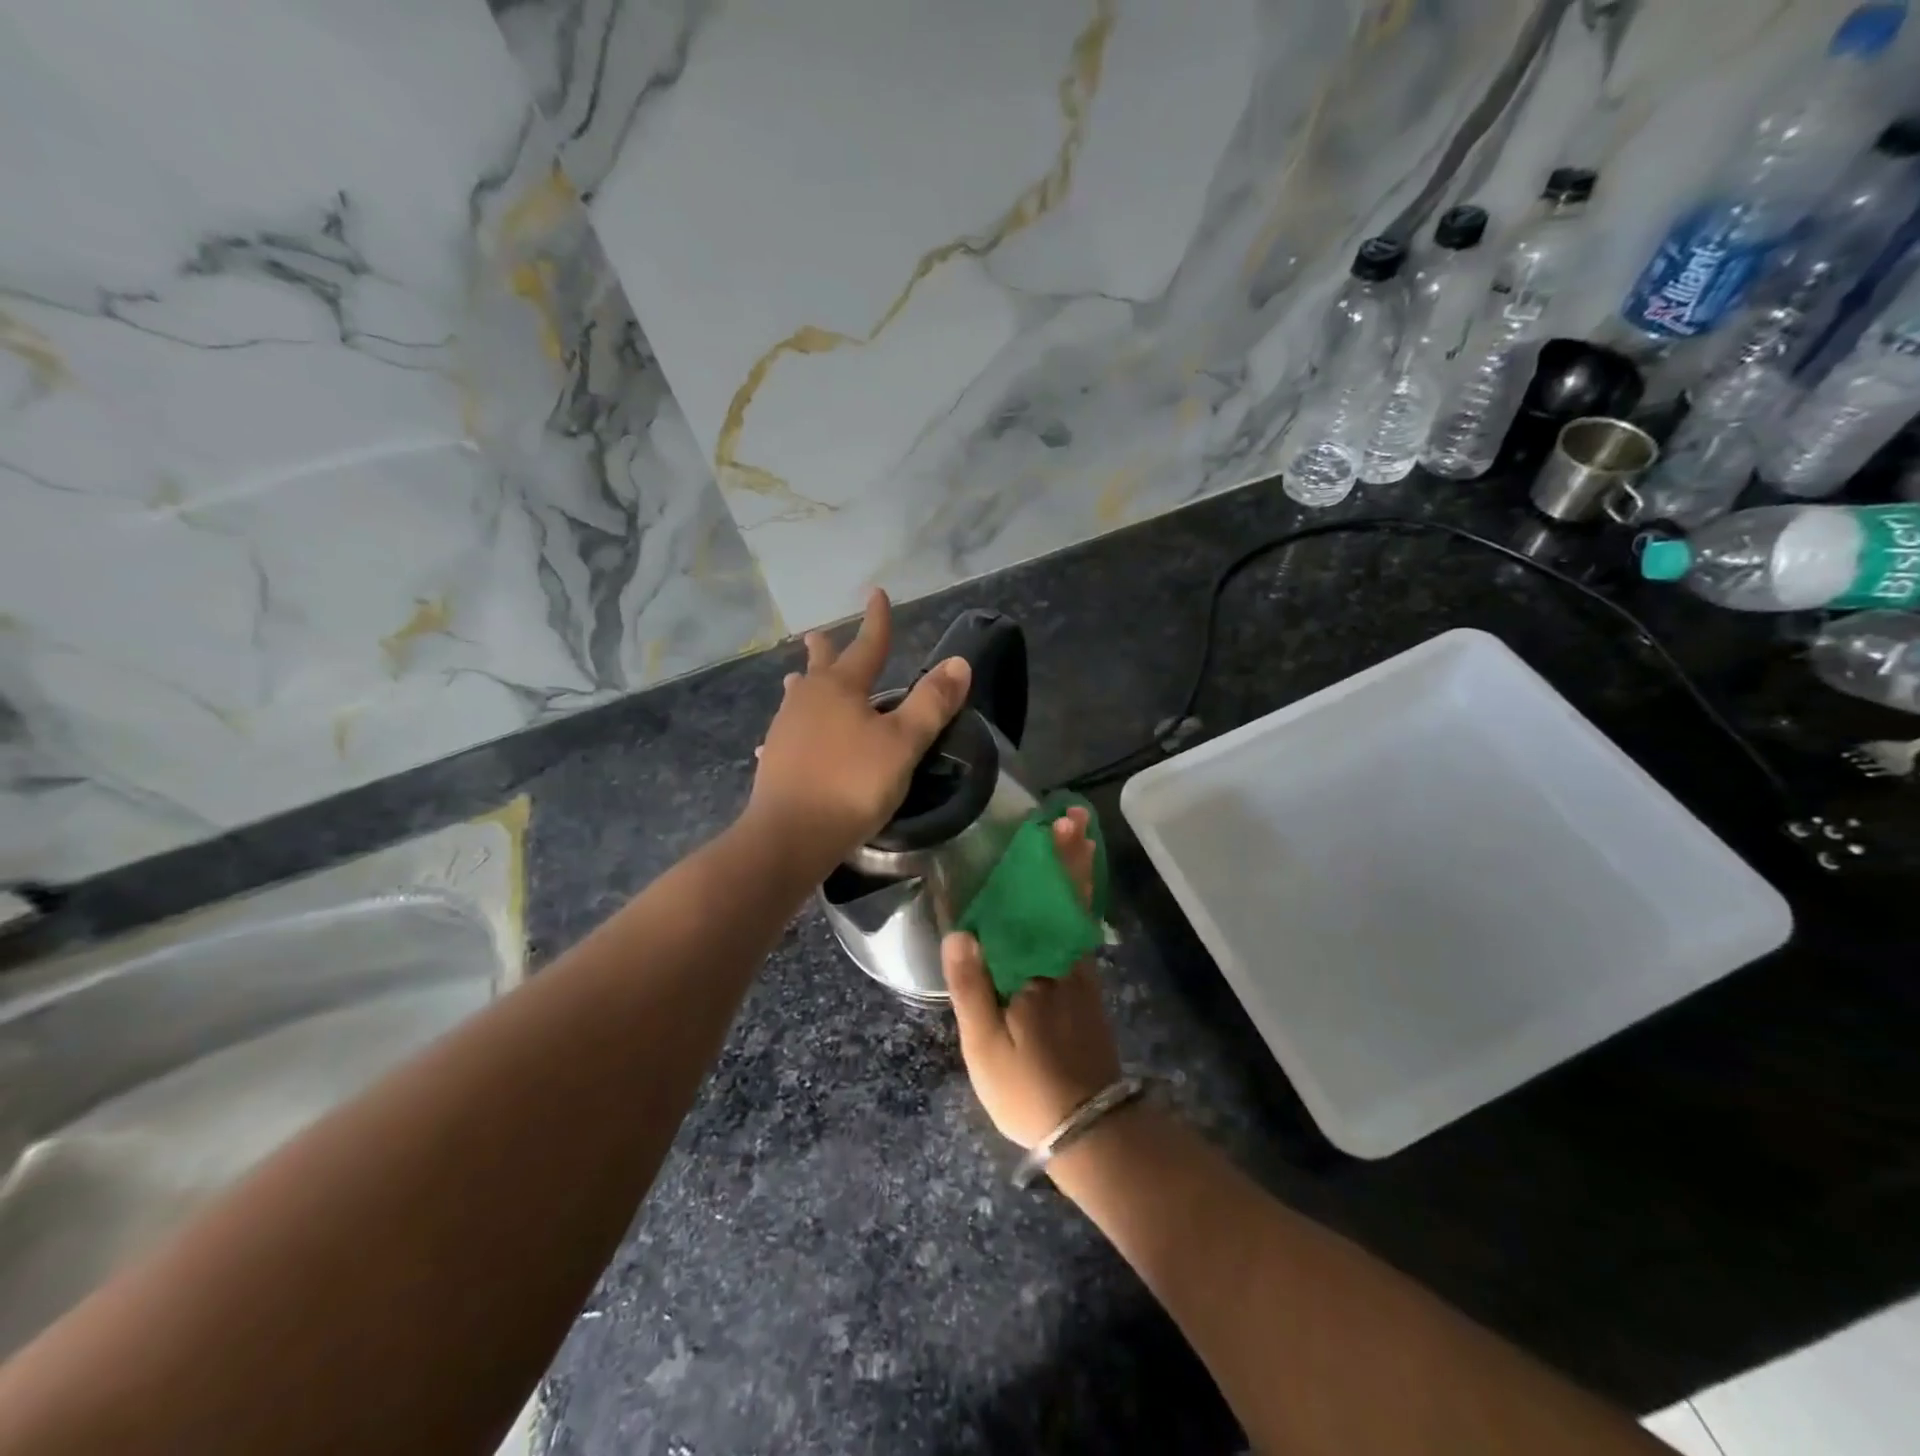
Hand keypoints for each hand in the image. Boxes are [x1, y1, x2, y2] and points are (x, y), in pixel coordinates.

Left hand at [747, 588, 971, 865]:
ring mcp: (786, 730)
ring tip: (798, 677)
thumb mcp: (903, 743)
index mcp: (841, 688)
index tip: (877, 593)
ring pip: (798, 698)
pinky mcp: (775, 761)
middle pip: (821, 667)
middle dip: (828, 650)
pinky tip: (781, 741)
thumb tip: (957, 662)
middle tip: (818, 635)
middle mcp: (808, 700)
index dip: (877, 621)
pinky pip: (787, 733)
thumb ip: (931, 703)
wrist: (790, 835)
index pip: (867, 646)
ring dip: (804, 684)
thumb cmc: (853, 783)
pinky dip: (793, 728)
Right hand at [943, 807, 1122, 1147]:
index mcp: (1040, 968)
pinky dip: (1077, 904)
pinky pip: (1079, 932)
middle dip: (1071, 855)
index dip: (1049, 862)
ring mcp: (1081, 976)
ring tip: (1079, 839)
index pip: (1042, 902)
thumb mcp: (986, 1045)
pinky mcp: (1085, 991)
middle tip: (1073, 816)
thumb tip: (960, 931)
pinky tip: (1071, 896)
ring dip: (1078, 873)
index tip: (1054, 825)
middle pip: (1068, 897)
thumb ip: (971, 987)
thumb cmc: (1030, 1087)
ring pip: (1077, 912)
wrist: (1090, 1130)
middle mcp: (1067, 961)